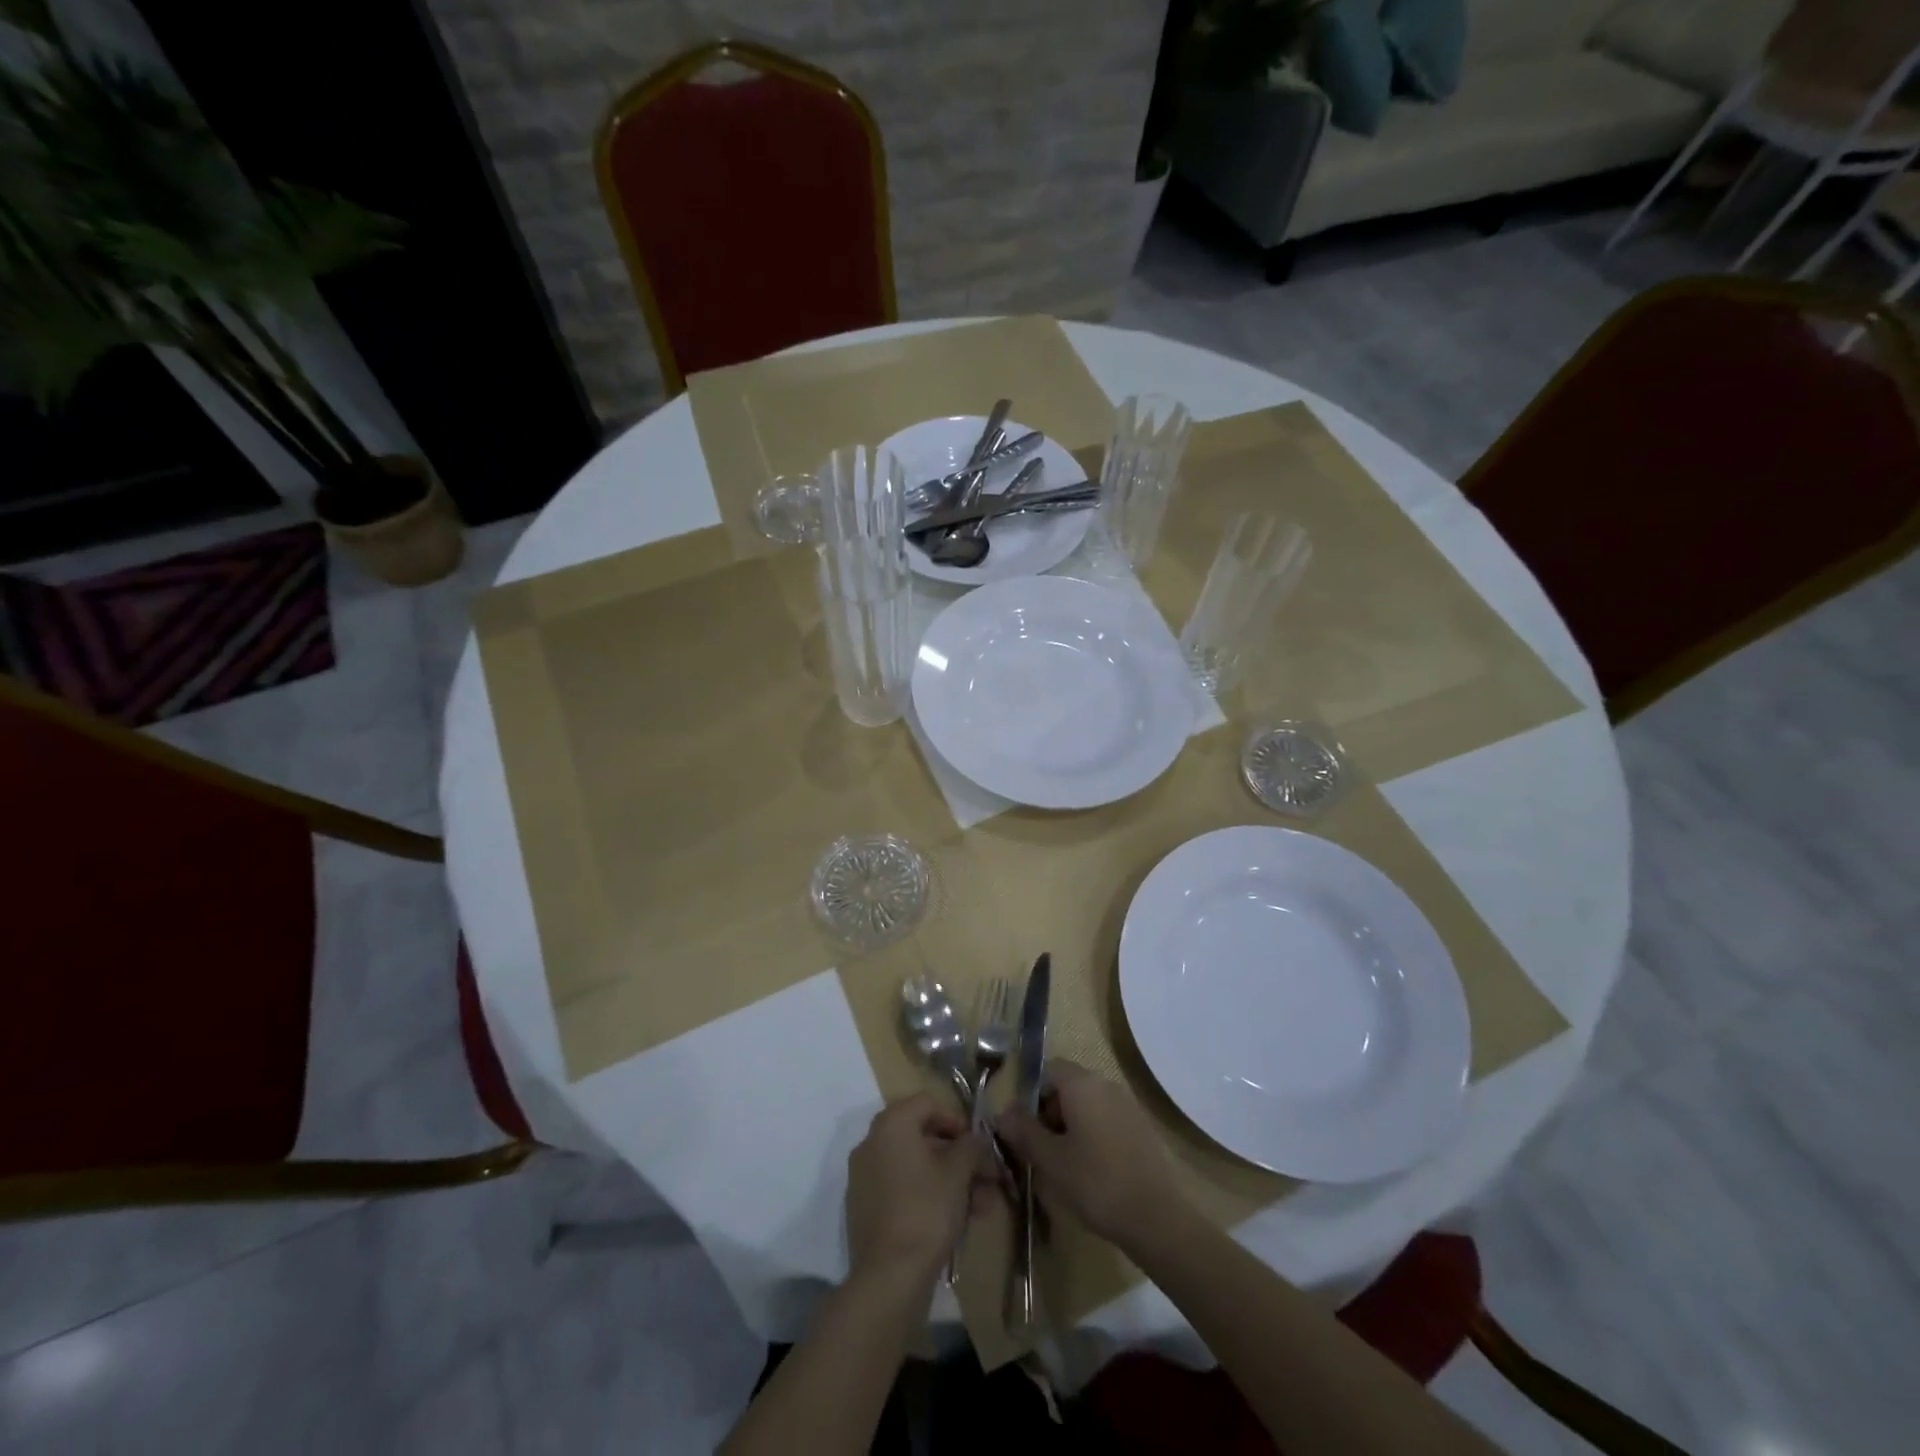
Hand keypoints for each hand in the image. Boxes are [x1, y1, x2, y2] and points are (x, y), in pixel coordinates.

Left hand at [845, 1093, 986, 1285]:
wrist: (888, 1277)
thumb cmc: (926, 1211)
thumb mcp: (958, 1173)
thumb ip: (971, 1147)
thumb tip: (976, 1139)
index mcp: (891, 1124)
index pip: (928, 1103)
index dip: (957, 1120)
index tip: (977, 1145)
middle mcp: (872, 1143)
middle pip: (922, 1138)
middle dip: (958, 1158)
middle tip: (986, 1178)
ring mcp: (864, 1177)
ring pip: (915, 1168)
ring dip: (949, 1180)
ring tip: (981, 1206)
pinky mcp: (865, 1209)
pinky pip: (902, 1189)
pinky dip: (928, 1196)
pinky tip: (957, 1221)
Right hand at [995, 1060, 1187, 1251]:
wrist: (1157, 1217)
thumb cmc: (1095, 1182)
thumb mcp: (1050, 1160)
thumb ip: (1024, 1131)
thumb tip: (1003, 1113)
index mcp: (1081, 1083)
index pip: (1048, 1070)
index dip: (1032, 1097)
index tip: (1028, 1130)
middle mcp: (1105, 1084)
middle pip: (1068, 1086)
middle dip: (1051, 1113)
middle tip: (1044, 1151)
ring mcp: (1127, 1104)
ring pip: (1088, 1104)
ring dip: (1072, 1126)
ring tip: (1067, 1166)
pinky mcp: (1142, 1127)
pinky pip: (1108, 1120)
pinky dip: (1095, 1136)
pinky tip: (1094, 1171)